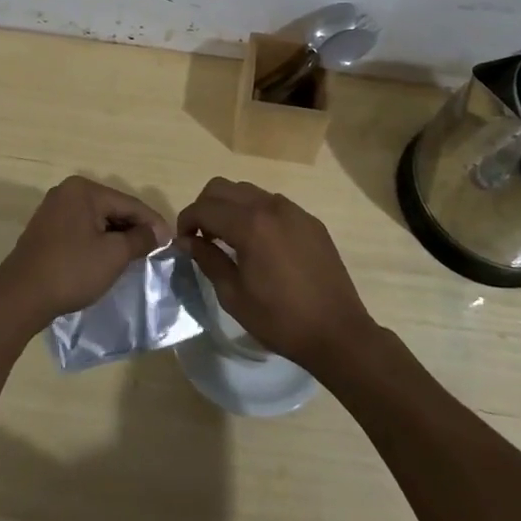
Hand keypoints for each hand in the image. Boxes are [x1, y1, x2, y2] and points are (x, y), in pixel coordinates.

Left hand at [0, 176, 171, 328]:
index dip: (152, 222)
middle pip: (112, 208)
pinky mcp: (45, 229)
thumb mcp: (113, 255)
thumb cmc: (71, 271)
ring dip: (116, 236)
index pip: (128, 203)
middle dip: (133, 228)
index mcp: (83, 190)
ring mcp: (53, 210)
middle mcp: (67, 192)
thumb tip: (160, 232)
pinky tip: (107, 257)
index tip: (171, 241)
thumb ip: (140, 239)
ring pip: (96, 219)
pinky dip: (97, 240)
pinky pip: (81, 228)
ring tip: (135, 255)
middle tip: (154, 249)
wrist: (20, 297)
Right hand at [179, 178, 377, 374]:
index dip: (186, 220)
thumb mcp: (233, 295)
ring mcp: (294, 210)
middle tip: (201, 236)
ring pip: (248, 191)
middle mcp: (270, 206)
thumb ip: (207, 259)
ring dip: (230, 207)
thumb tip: (186, 240)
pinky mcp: (310, 221)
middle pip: (223, 188)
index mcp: (249, 224)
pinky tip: (259, 244)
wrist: (338, 332)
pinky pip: (273, 204)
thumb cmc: (280, 320)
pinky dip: (255, 213)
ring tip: (228, 238)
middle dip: (205, 206)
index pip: (204, 207)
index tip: (182, 241)